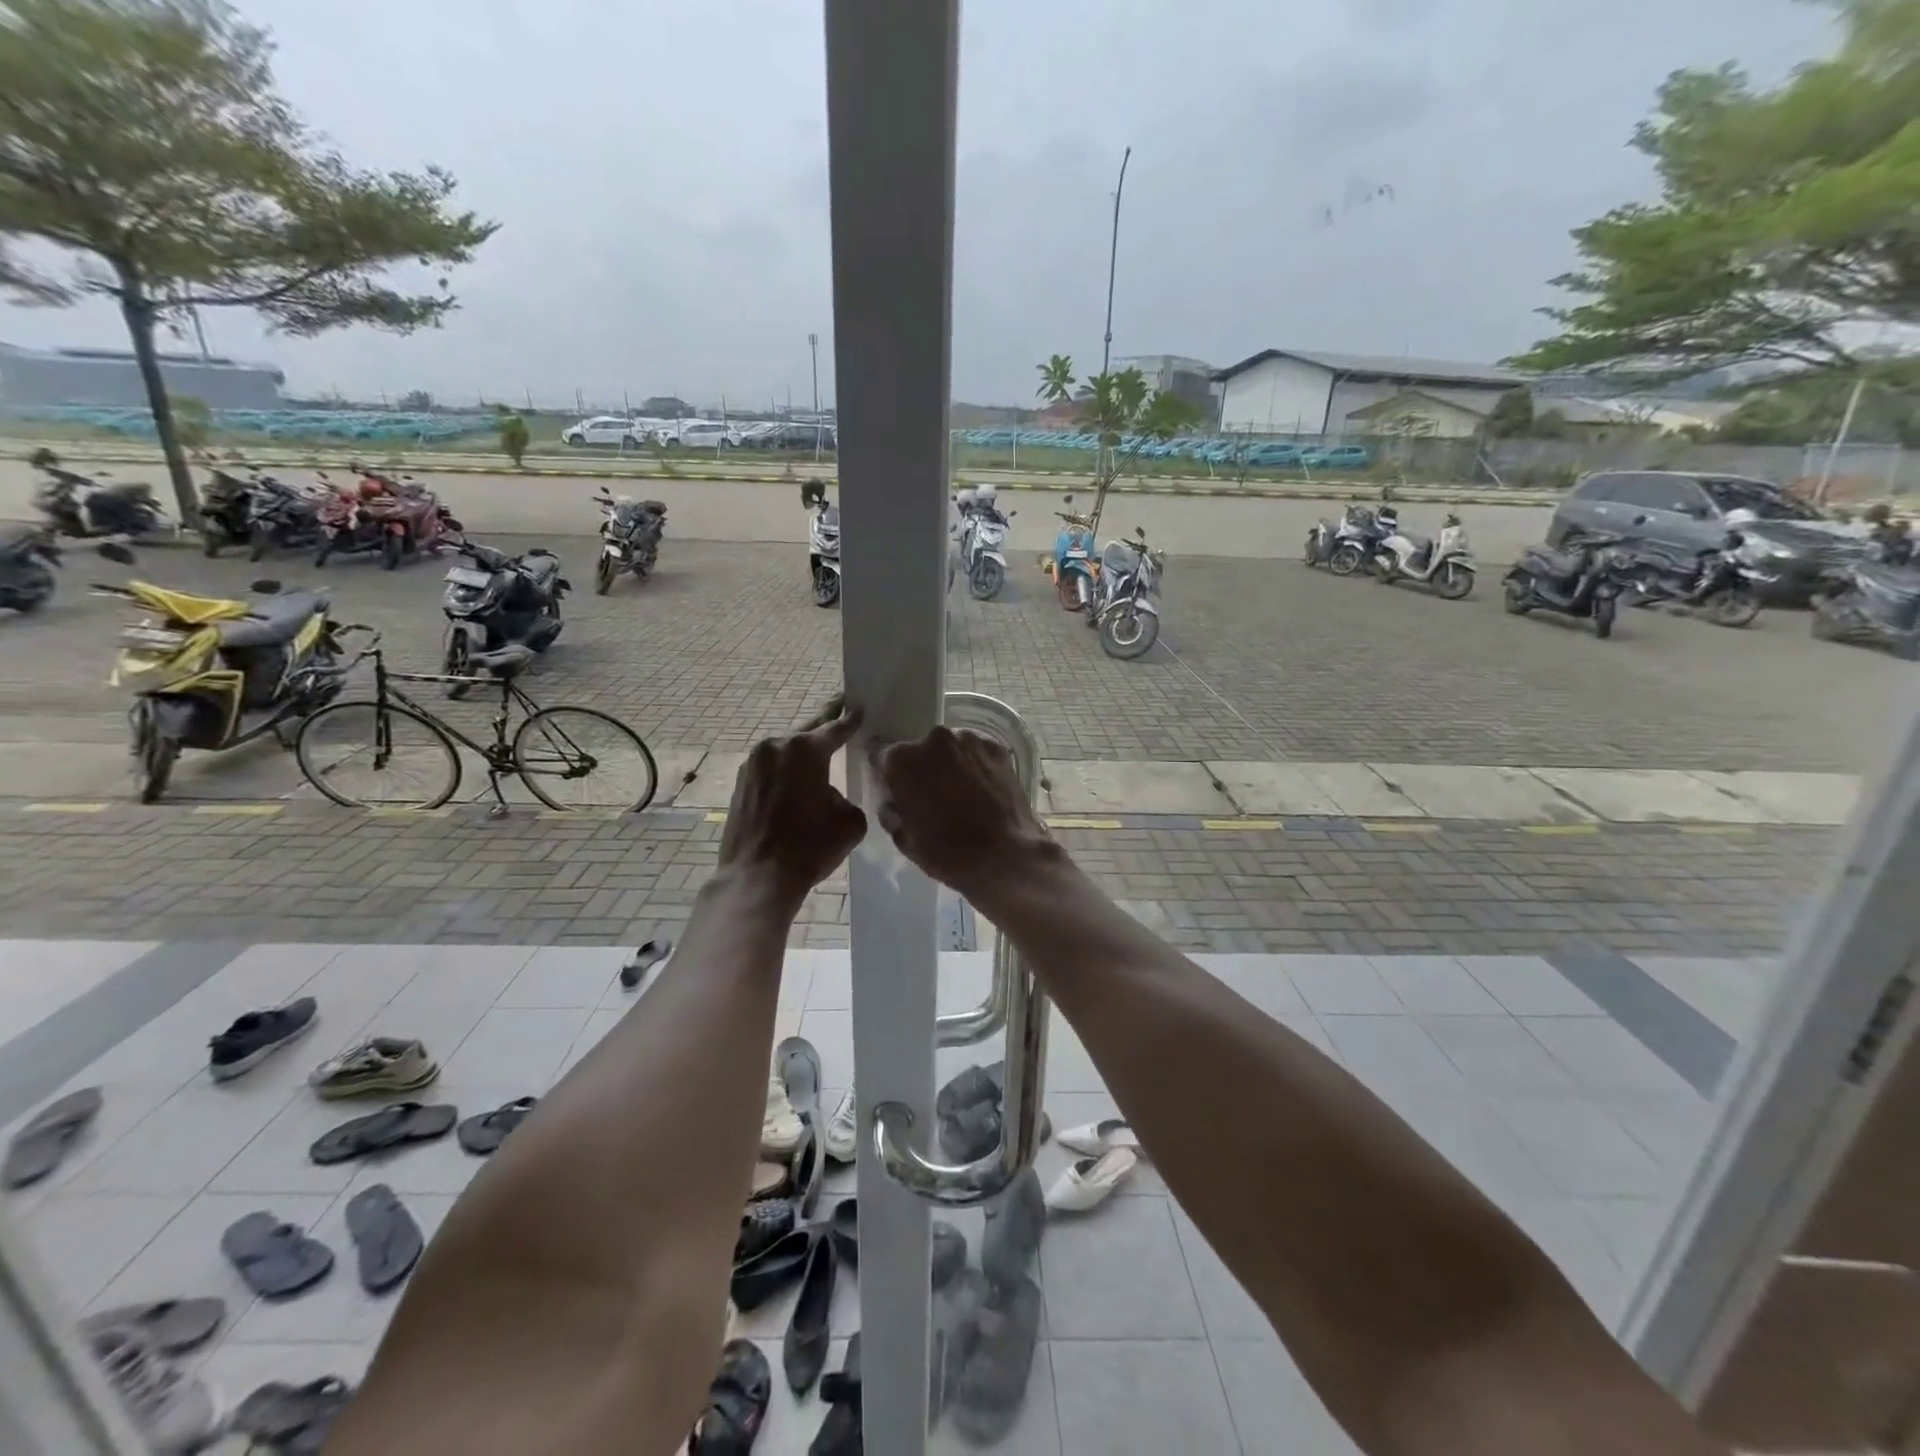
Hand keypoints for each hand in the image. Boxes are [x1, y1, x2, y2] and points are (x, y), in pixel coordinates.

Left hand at [720, 703, 866, 908]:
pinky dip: (785, 771)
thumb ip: (847, 797)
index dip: (850, 720)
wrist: (757, 877)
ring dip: (801, 753)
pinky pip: (771, 768)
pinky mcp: (740, 783)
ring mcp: (753, 764)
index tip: (859, 708)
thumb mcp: (850, 822)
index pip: (835, 728)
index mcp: (805, 750)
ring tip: (819, 755)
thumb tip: (831, 796)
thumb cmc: (809, 848)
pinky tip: (796, 782)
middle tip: (839, 713)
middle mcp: (775, 747)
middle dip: (824, 726)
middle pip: (806, 733)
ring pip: (785, 750)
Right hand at [872, 727, 1054, 903]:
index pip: (883, 758)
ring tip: (962, 795)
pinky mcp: (997, 748)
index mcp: (901, 759)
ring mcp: (968, 739)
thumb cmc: (947, 852)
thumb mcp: (904, 839)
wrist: (1006, 856)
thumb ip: (891, 812)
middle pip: (919, 750)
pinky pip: (976, 753)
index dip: (890, 776)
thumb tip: (894, 801)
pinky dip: (976, 766)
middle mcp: (933, 739)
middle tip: (932, 798)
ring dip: (950, 765)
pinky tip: (983, 791)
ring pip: (950, 749)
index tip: (898, 793)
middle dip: (922, 769)